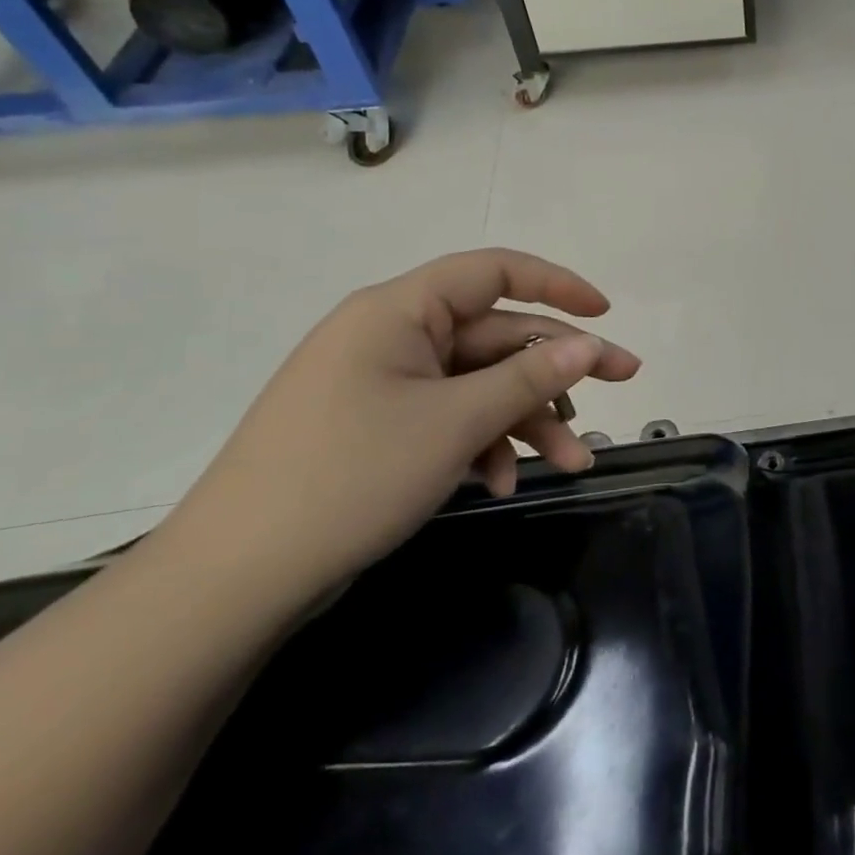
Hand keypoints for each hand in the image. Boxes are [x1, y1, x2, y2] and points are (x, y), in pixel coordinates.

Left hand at [155, 249, 641, 615]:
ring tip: (573, 463)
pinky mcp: (378, 427)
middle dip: (557, 370)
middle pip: (496, 336)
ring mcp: (383, 384)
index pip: (494, 271)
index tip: (604, 314)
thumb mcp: (455, 422)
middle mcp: (392, 335)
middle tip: (623, 384)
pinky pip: (448, 417)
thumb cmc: (350, 478)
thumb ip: (530, 377)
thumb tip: (590, 345)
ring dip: (527, 418)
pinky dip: (482, 443)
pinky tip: (500, 482)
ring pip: (478, 384)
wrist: (231, 583)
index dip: (556, 284)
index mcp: (399, 310)